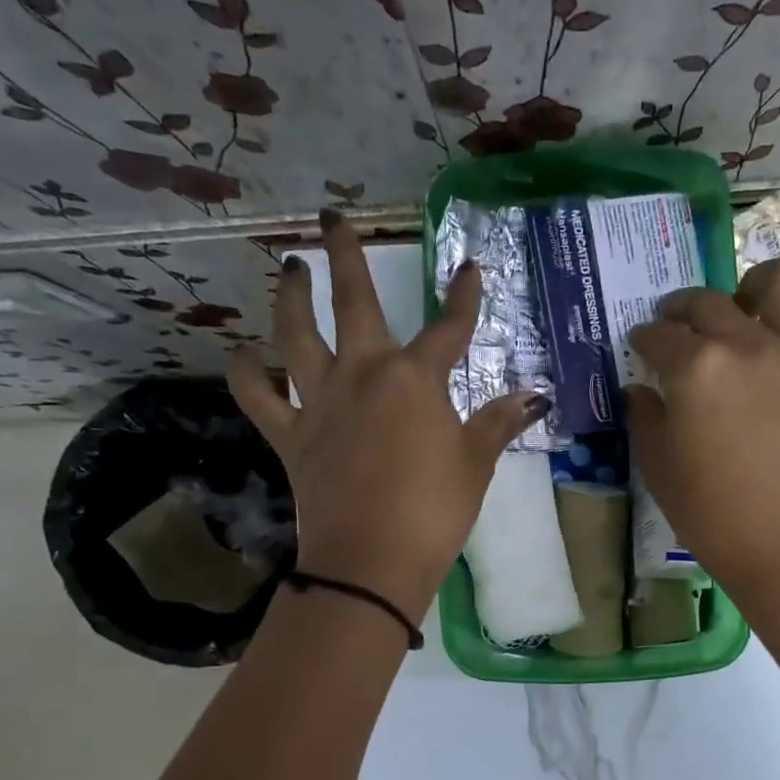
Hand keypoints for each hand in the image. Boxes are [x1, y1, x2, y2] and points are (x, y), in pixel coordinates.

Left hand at [229, 210, 548, 625]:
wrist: (371, 560)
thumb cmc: (434, 511)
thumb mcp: (475, 465)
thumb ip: (497, 424)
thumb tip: (533, 397)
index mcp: (415, 379)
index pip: (448, 329)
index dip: (462, 297)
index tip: (469, 268)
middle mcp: (363, 374)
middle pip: (354, 303)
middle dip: (347, 255)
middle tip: (334, 219)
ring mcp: (320, 401)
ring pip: (295, 334)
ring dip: (290, 296)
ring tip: (289, 269)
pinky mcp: (290, 434)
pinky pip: (258, 394)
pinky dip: (247, 373)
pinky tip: (246, 356)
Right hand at [624, 258, 779, 608]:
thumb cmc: (713, 516)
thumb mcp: (658, 469)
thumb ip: (645, 420)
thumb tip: (643, 391)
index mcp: (696, 367)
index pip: (658, 336)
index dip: (643, 338)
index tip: (640, 345)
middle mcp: (747, 345)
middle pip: (709, 302)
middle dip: (682, 308)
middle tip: (675, 325)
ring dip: (759, 286)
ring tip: (747, 308)